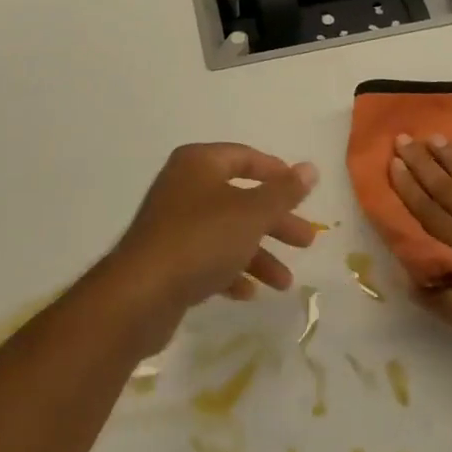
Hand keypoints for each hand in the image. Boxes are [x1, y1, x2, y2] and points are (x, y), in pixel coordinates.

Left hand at [108, 144, 319, 316]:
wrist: (141, 294)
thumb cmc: (201, 239)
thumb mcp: (251, 213)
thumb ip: (283, 192)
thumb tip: (310, 168)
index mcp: (199, 164)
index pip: (244, 157)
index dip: (275, 173)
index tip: (302, 193)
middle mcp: (183, 186)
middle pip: (239, 198)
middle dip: (275, 221)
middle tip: (306, 242)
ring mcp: (172, 224)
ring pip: (226, 232)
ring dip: (257, 254)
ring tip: (284, 283)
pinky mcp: (167, 259)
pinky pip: (207, 258)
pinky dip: (230, 272)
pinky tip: (248, 293)